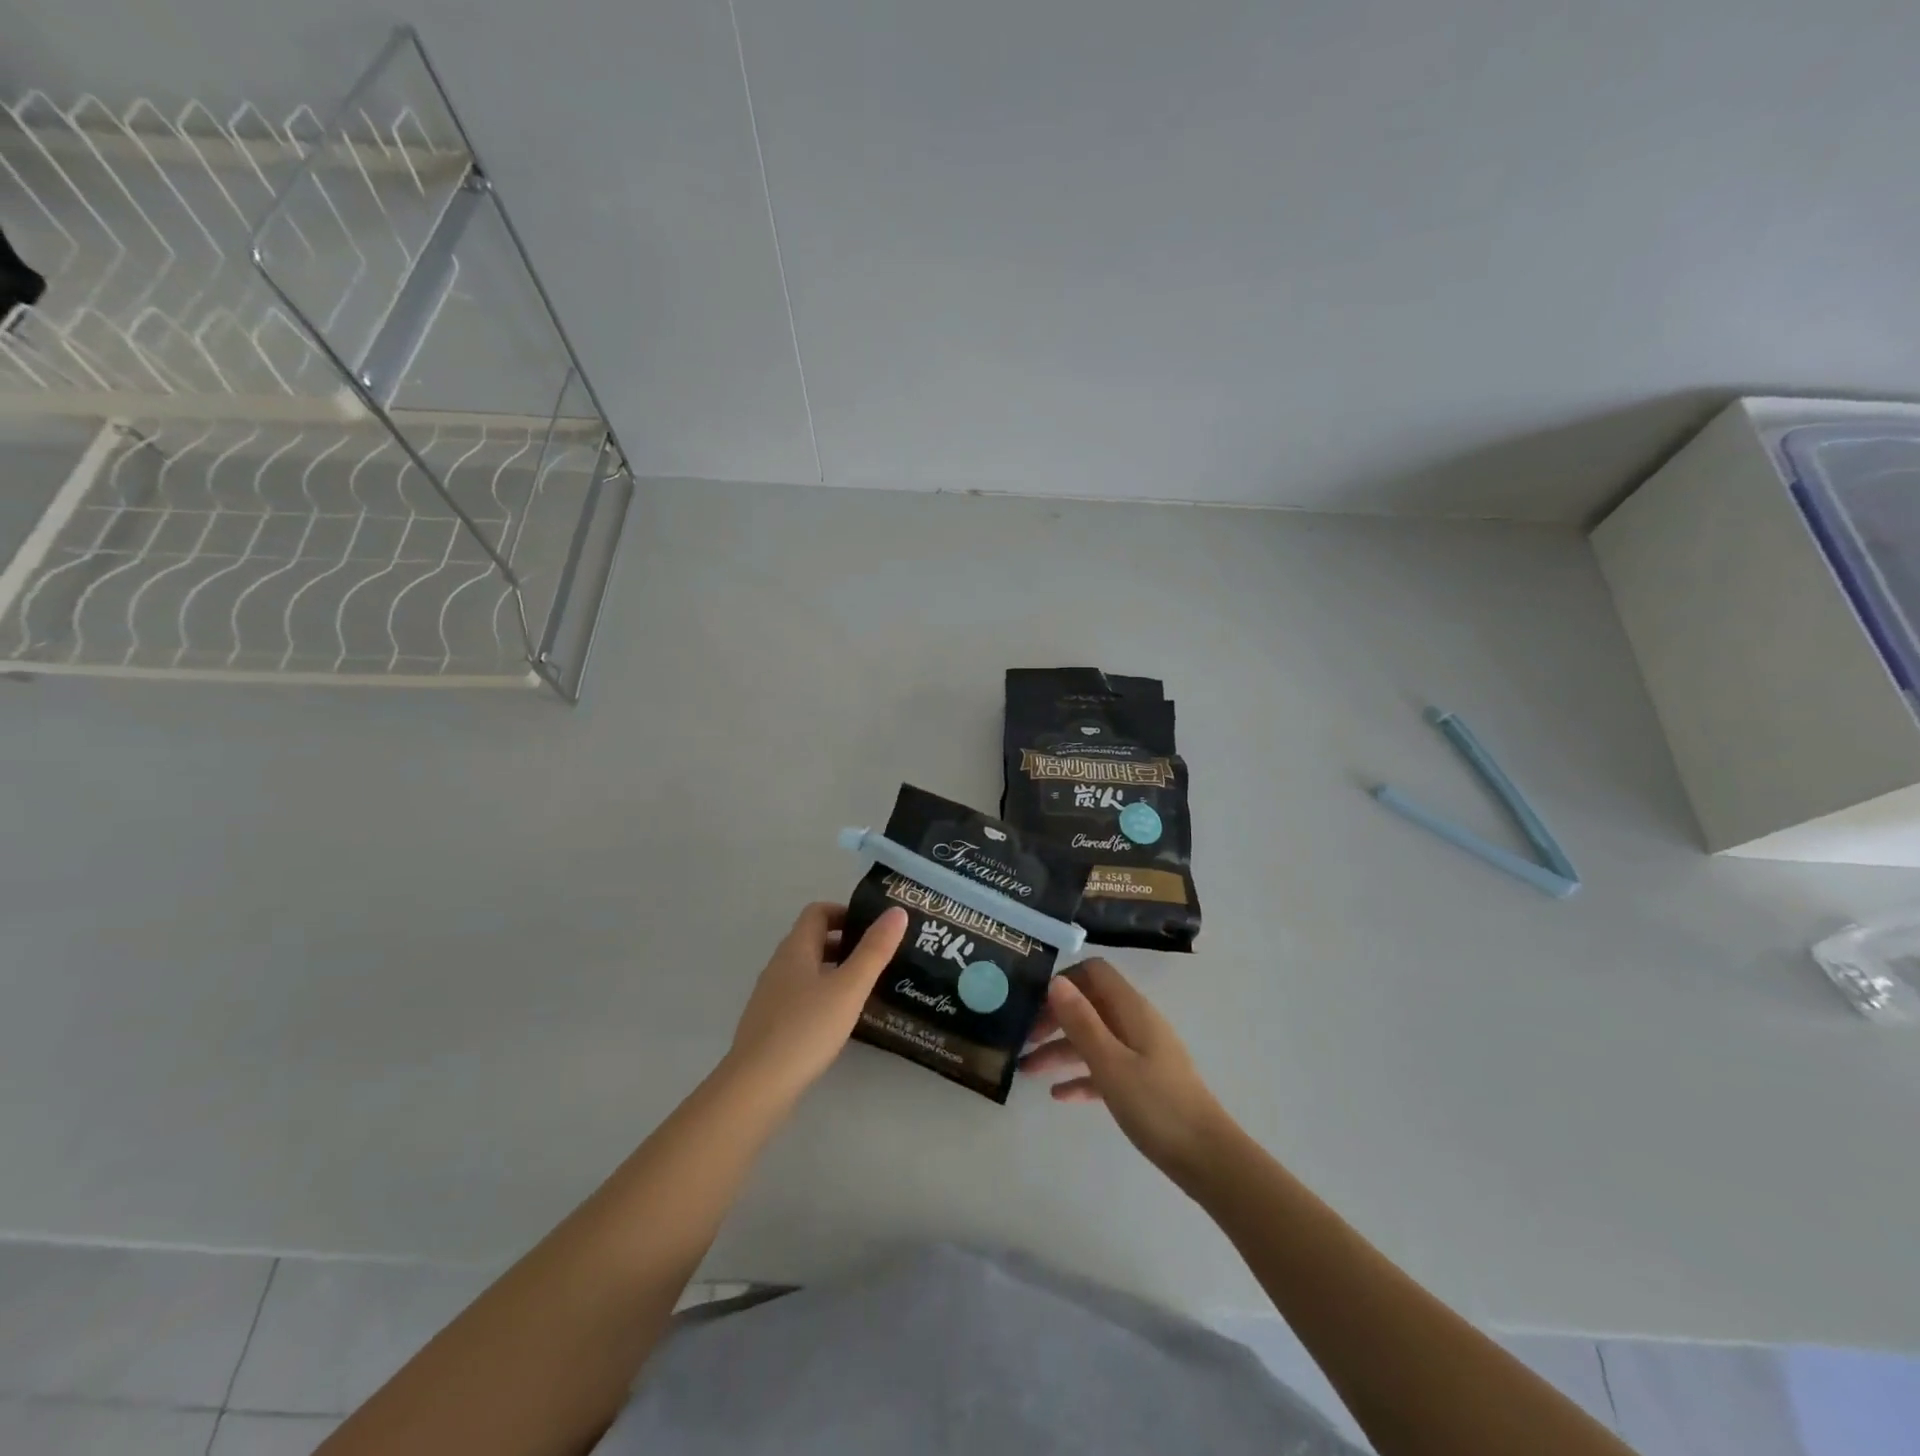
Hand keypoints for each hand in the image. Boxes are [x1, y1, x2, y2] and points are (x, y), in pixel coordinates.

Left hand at [724, 902, 907, 1102]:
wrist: (756, 1087)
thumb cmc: (806, 1029)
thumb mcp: (849, 988)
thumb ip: (874, 950)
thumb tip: (897, 911)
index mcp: (795, 949)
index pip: (818, 912)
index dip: (845, 911)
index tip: (873, 926)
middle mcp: (779, 966)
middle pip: (812, 940)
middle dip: (845, 942)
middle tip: (878, 956)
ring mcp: (771, 997)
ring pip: (807, 970)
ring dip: (835, 970)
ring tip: (866, 988)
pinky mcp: (769, 1025)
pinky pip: (800, 996)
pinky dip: (823, 996)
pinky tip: (840, 1020)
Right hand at [1019, 958, 1234, 1182]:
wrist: (1207, 1159)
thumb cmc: (1156, 1105)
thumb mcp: (1110, 1062)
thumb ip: (1081, 1021)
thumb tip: (1055, 981)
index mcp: (1132, 1010)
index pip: (1094, 973)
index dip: (1064, 980)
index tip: (1033, 1003)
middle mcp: (1136, 1023)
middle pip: (1090, 1005)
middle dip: (1055, 1018)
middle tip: (1023, 1040)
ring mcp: (1141, 1053)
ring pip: (1094, 1039)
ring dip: (1061, 1050)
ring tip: (1027, 1071)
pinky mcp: (1143, 1082)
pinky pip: (1105, 1068)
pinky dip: (1081, 1076)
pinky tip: (1058, 1095)